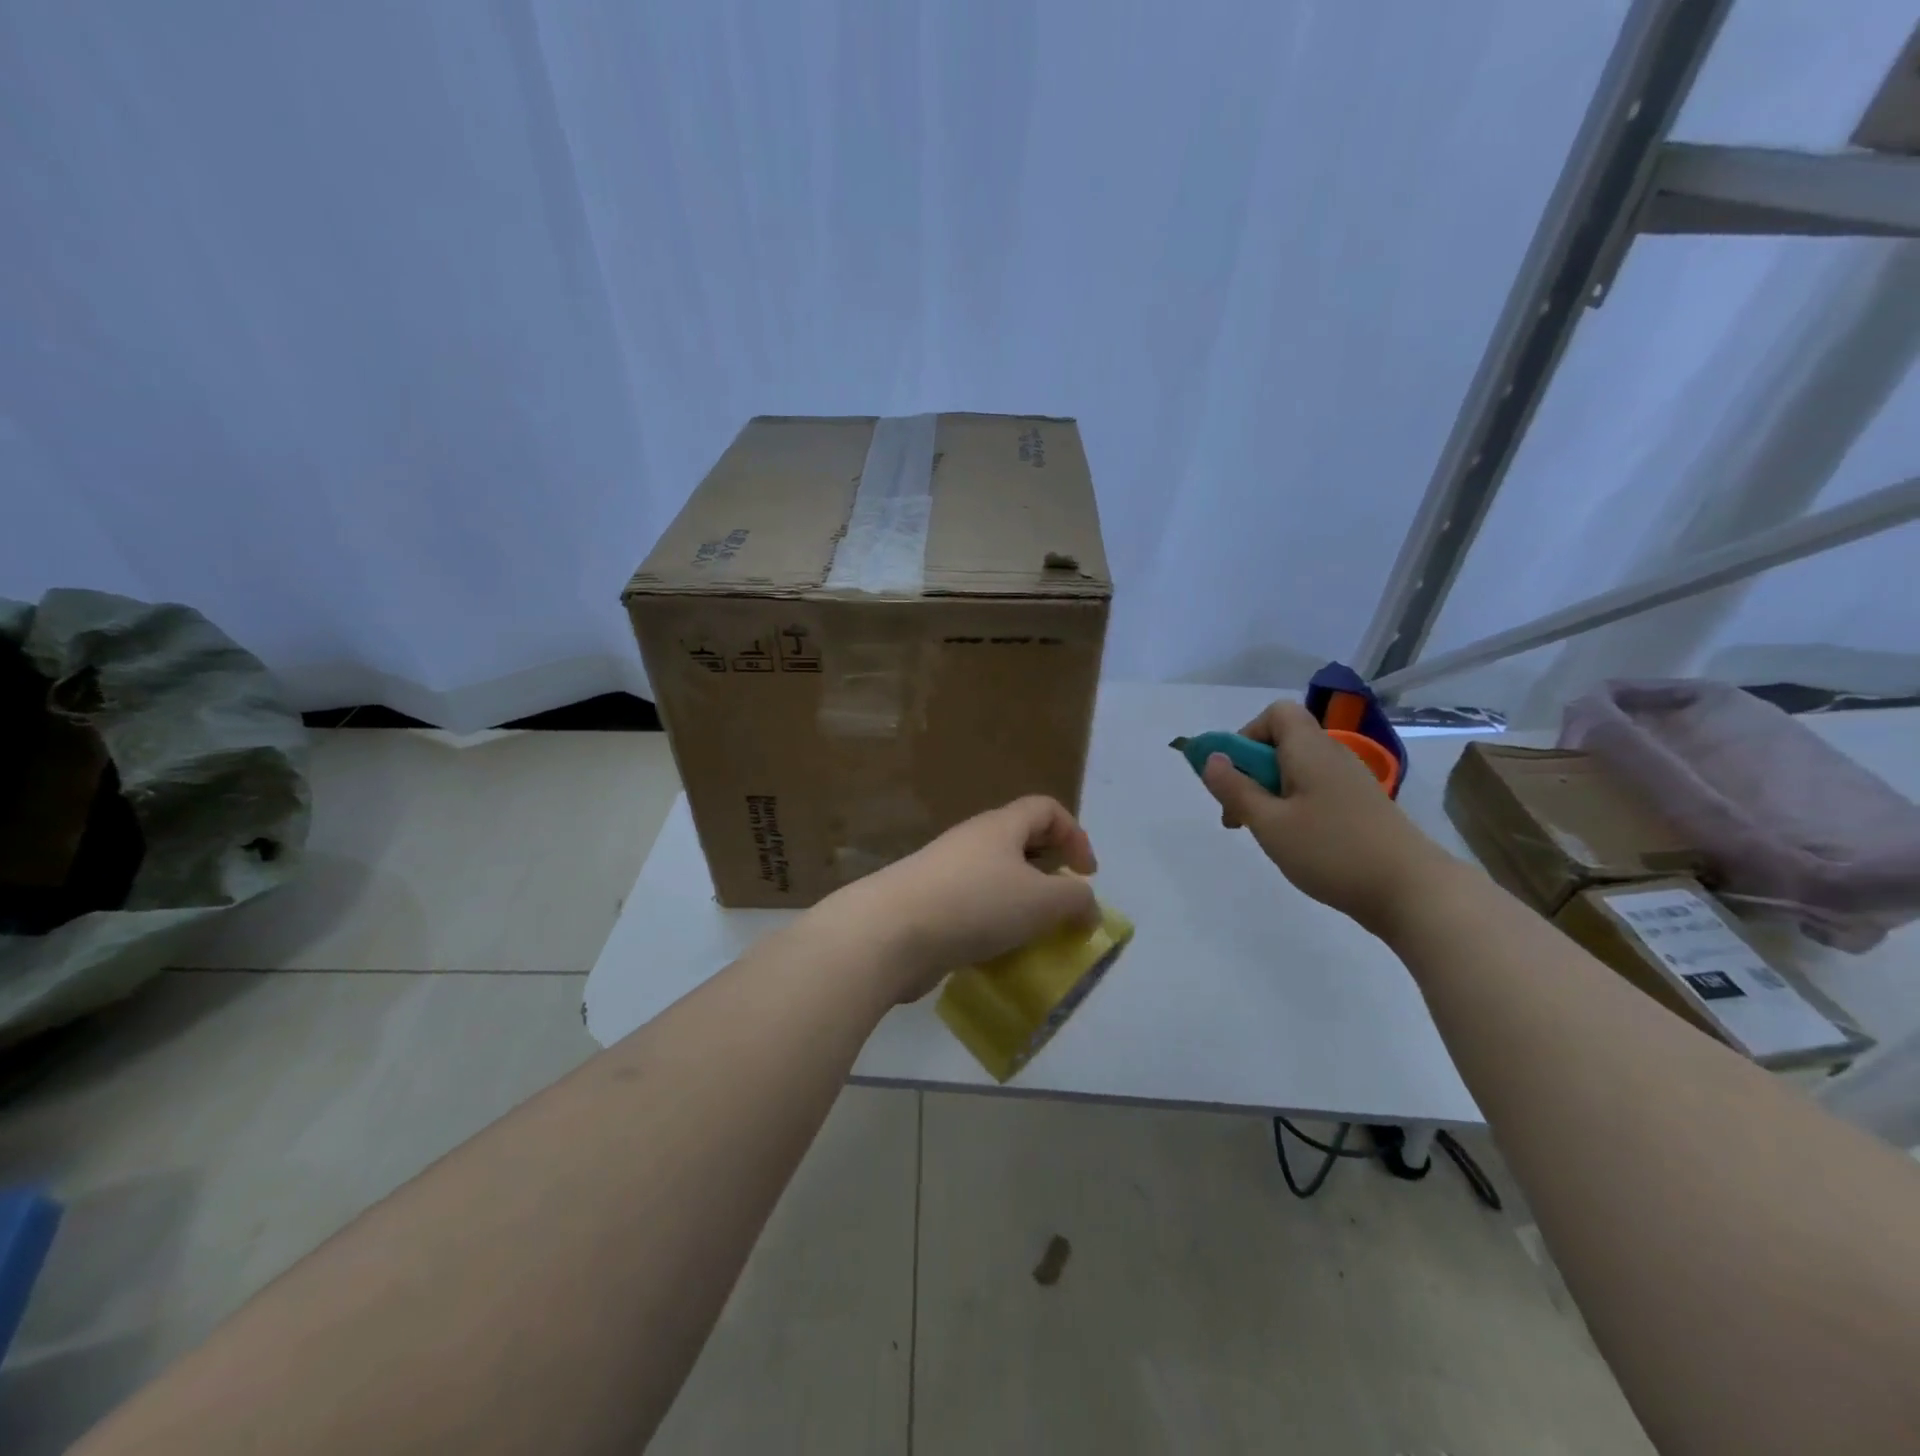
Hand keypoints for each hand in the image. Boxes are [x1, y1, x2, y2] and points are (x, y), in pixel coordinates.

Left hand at [816, 797, 1099, 1002]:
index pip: (1045, 809)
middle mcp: (972, 842)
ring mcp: (945, 873)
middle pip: (1019, 843)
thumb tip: (1088, 907)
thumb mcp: (1041, 901)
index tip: (1086, 875)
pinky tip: (996, 957)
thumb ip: (1076, 900)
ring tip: (1033, 939)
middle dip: (1047, 874)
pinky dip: (991, 928)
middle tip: (1061, 909)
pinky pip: (971, 909)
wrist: (890, 933)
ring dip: (1019, 906)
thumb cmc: (974, 904)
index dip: (1075, 835)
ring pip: (994, 880)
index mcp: (1000, 827)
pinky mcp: (927, 906)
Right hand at [1199, 700, 1454, 936]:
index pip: (1276, 713)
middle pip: (1283, 742)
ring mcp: (1350, 782)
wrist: (1413, 891)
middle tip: (1238, 814)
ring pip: (1297, 770)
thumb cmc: (1332, 851)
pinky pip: (1315, 790)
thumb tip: (1211, 758)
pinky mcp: (1361, 807)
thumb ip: (1236, 789)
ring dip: (1270, 793)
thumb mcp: (1270, 823)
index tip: (1234, 774)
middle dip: (1251, 771)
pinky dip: (1294, 806)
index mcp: (1310, 750)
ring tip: (1265, 833)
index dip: (1247, 735)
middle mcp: (1332, 756)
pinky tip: (1295, 842)